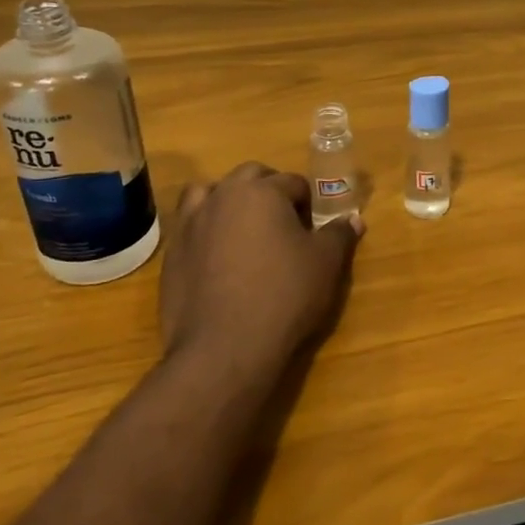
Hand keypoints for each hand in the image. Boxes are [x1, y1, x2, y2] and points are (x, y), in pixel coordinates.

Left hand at [159, 162, 362, 372]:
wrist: (224, 348)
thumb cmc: (284, 296)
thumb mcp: (325, 264)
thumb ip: (339, 235)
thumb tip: (352, 219)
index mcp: (261, 192)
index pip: (293, 182)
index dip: (309, 204)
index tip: (314, 229)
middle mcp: (222, 197)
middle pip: (250, 177)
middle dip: (269, 191)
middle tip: (284, 225)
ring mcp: (191, 224)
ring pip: (209, 194)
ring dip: (229, 201)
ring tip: (245, 231)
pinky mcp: (172, 254)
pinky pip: (191, 228)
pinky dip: (206, 231)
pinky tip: (219, 259)